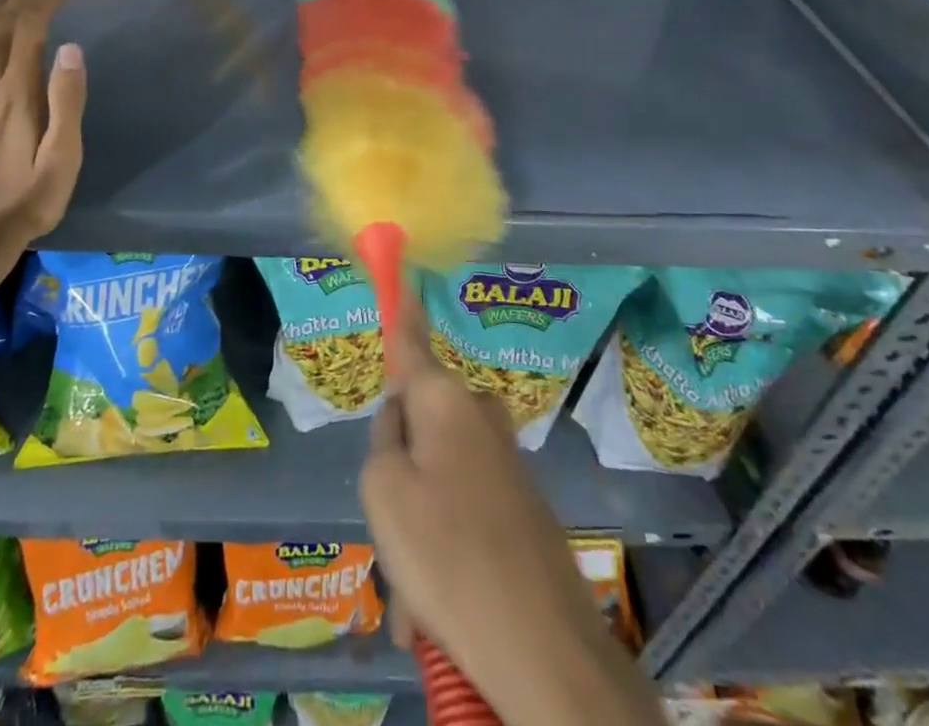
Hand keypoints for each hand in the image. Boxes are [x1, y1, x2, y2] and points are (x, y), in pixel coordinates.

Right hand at [361, 305, 659, 725]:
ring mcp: (505, 461)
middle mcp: (479, 417)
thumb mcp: (384, 491)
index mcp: (445, 400)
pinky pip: (462, 512)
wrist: (546, 651)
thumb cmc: (449, 555)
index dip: (402, 310)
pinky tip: (436, 616)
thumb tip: (401, 420)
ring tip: (414, 601)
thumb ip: (382, 441)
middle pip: (418, 423)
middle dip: (398, 473)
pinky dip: (445, 551)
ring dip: (418, 529)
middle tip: (392, 532)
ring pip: (436, 478)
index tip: (404, 277)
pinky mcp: (521, 504)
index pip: (412, 341)